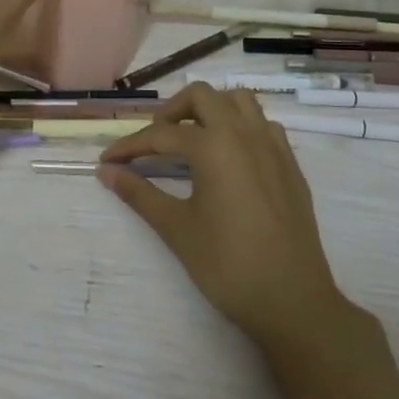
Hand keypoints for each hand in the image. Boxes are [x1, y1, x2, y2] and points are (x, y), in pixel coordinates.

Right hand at [97, 82, 354, 349]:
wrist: (292, 301)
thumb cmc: (228, 265)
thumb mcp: (177, 228)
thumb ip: (139, 193)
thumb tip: (106, 172)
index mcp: (214, 145)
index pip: (161, 135)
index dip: (130, 146)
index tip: (107, 160)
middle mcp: (245, 133)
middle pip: (202, 97)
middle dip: (171, 112)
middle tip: (154, 142)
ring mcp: (273, 146)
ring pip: (238, 102)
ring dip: (211, 110)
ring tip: (192, 139)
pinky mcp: (290, 165)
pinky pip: (263, 125)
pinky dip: (241, 127)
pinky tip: (229, 157)